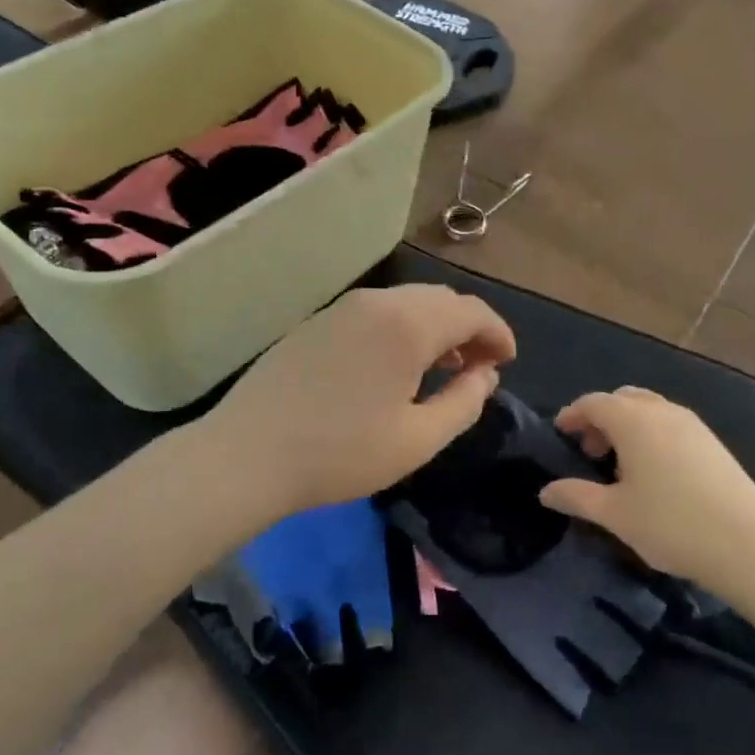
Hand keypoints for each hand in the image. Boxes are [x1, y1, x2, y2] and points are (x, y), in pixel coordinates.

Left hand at [208, 285, 516, 516]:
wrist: (247, 454)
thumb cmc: (340, 453)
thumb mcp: (417, 439)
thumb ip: (464, 403)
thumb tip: (486, 375)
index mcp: (408, 324)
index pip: (472, 311)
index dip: (498, 334)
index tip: (507, 363)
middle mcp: (378, 301)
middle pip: (441, 300)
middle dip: (469, 328)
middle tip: (478, 369)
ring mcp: (342, 307)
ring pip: (408, 303)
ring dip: (435, 328)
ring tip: (441, 369)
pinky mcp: (318, 321)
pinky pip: (376, 312)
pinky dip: (402, 328)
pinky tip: (395, 366)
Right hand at [539, 386, 754, 582]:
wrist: (748, 546)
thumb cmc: (671, 524)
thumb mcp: (614, 514)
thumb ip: (576, 496)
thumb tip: (545, 491)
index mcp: (634, 420)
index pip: (593, 403)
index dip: (572, 415)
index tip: (560, 434)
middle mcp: (662, 411)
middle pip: (622, 399)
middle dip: (601, 418)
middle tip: (590, 452)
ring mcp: (692, 424)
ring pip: (649, 409)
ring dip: (627, 426)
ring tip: (620, 465)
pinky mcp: (713, 442)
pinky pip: (670, 424)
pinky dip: (652, 434)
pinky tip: (654, 473)